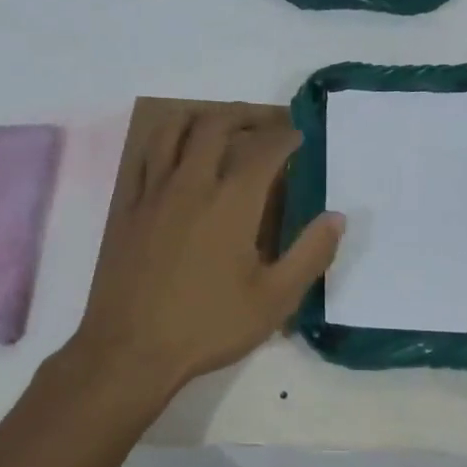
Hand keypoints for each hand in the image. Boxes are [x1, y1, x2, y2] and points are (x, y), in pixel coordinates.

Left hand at [70, 112, 343, 398]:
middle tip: (265, 124)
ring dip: (200, 118)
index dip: (285, 137)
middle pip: (216, 125)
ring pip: (172, 130)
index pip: (264, 150)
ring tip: (219, 125)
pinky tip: (174, 157)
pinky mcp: (129, 208)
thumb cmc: (208, 325)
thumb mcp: (274, 299)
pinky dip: (165, 143)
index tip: (298, 136)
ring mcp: (154, 193)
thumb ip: (310, 254)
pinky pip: (145, 157)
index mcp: (232, 202)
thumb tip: (337, 217)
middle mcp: (191, 184)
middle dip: (245, 116)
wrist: (131, 349)